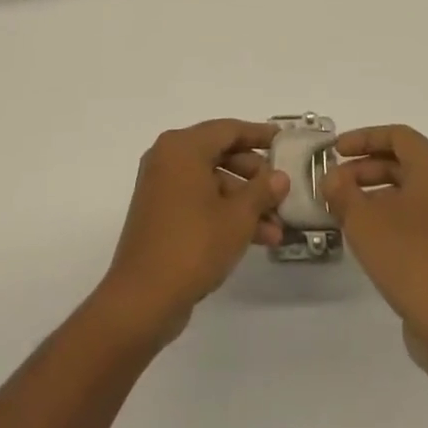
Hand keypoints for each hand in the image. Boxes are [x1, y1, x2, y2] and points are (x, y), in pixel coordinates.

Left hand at [96, 120, 286, 344]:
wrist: (143, 298)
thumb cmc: (193, 245)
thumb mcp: (237, 217)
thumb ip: (262, 191)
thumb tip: (280, 176)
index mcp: (182, 147)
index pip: (228, 129)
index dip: (258, 134)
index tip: (283, 140)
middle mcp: (168, 158)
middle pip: (220, 154)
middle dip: (255, 176)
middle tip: (282, 191)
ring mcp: (161, 187)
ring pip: (212, 182)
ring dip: (244, 202)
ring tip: (277, 228)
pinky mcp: (161, 214)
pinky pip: (199, 201)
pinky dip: (225, 213)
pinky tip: (257, 238)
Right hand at [321, 125, 427, 353]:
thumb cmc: (410, 259)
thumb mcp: (364, 220)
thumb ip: (342, 191)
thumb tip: (332, 178)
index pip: (397, 135)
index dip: (363, 138)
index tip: (335, 151)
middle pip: (404, 161)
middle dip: (365, 167)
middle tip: (334, 183)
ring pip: (409, 191)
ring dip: (374, 193)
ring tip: (343, 210)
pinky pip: (417, 216)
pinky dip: (390, 215)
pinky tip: (366, 236)